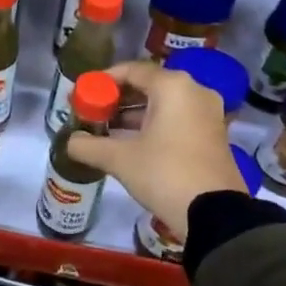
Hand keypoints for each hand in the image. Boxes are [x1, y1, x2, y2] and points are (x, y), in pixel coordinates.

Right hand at [65, 59, 245, 240]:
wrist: (215, 215)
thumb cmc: (165, 173)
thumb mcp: (120, 159)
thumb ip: (89, 146)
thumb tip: (70, 142)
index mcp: (173, 87)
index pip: (131, 70)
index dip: (103, 80)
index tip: (82, 94)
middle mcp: (194, 92)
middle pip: (148, 85)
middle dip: (118, 98)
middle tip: (93, 112)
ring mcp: (208, 114)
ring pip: (164, 104)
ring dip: (134, 114)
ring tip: (106, 129)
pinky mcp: (214, 135)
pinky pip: (177, 119)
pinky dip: (154, 125)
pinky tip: (131, 143)